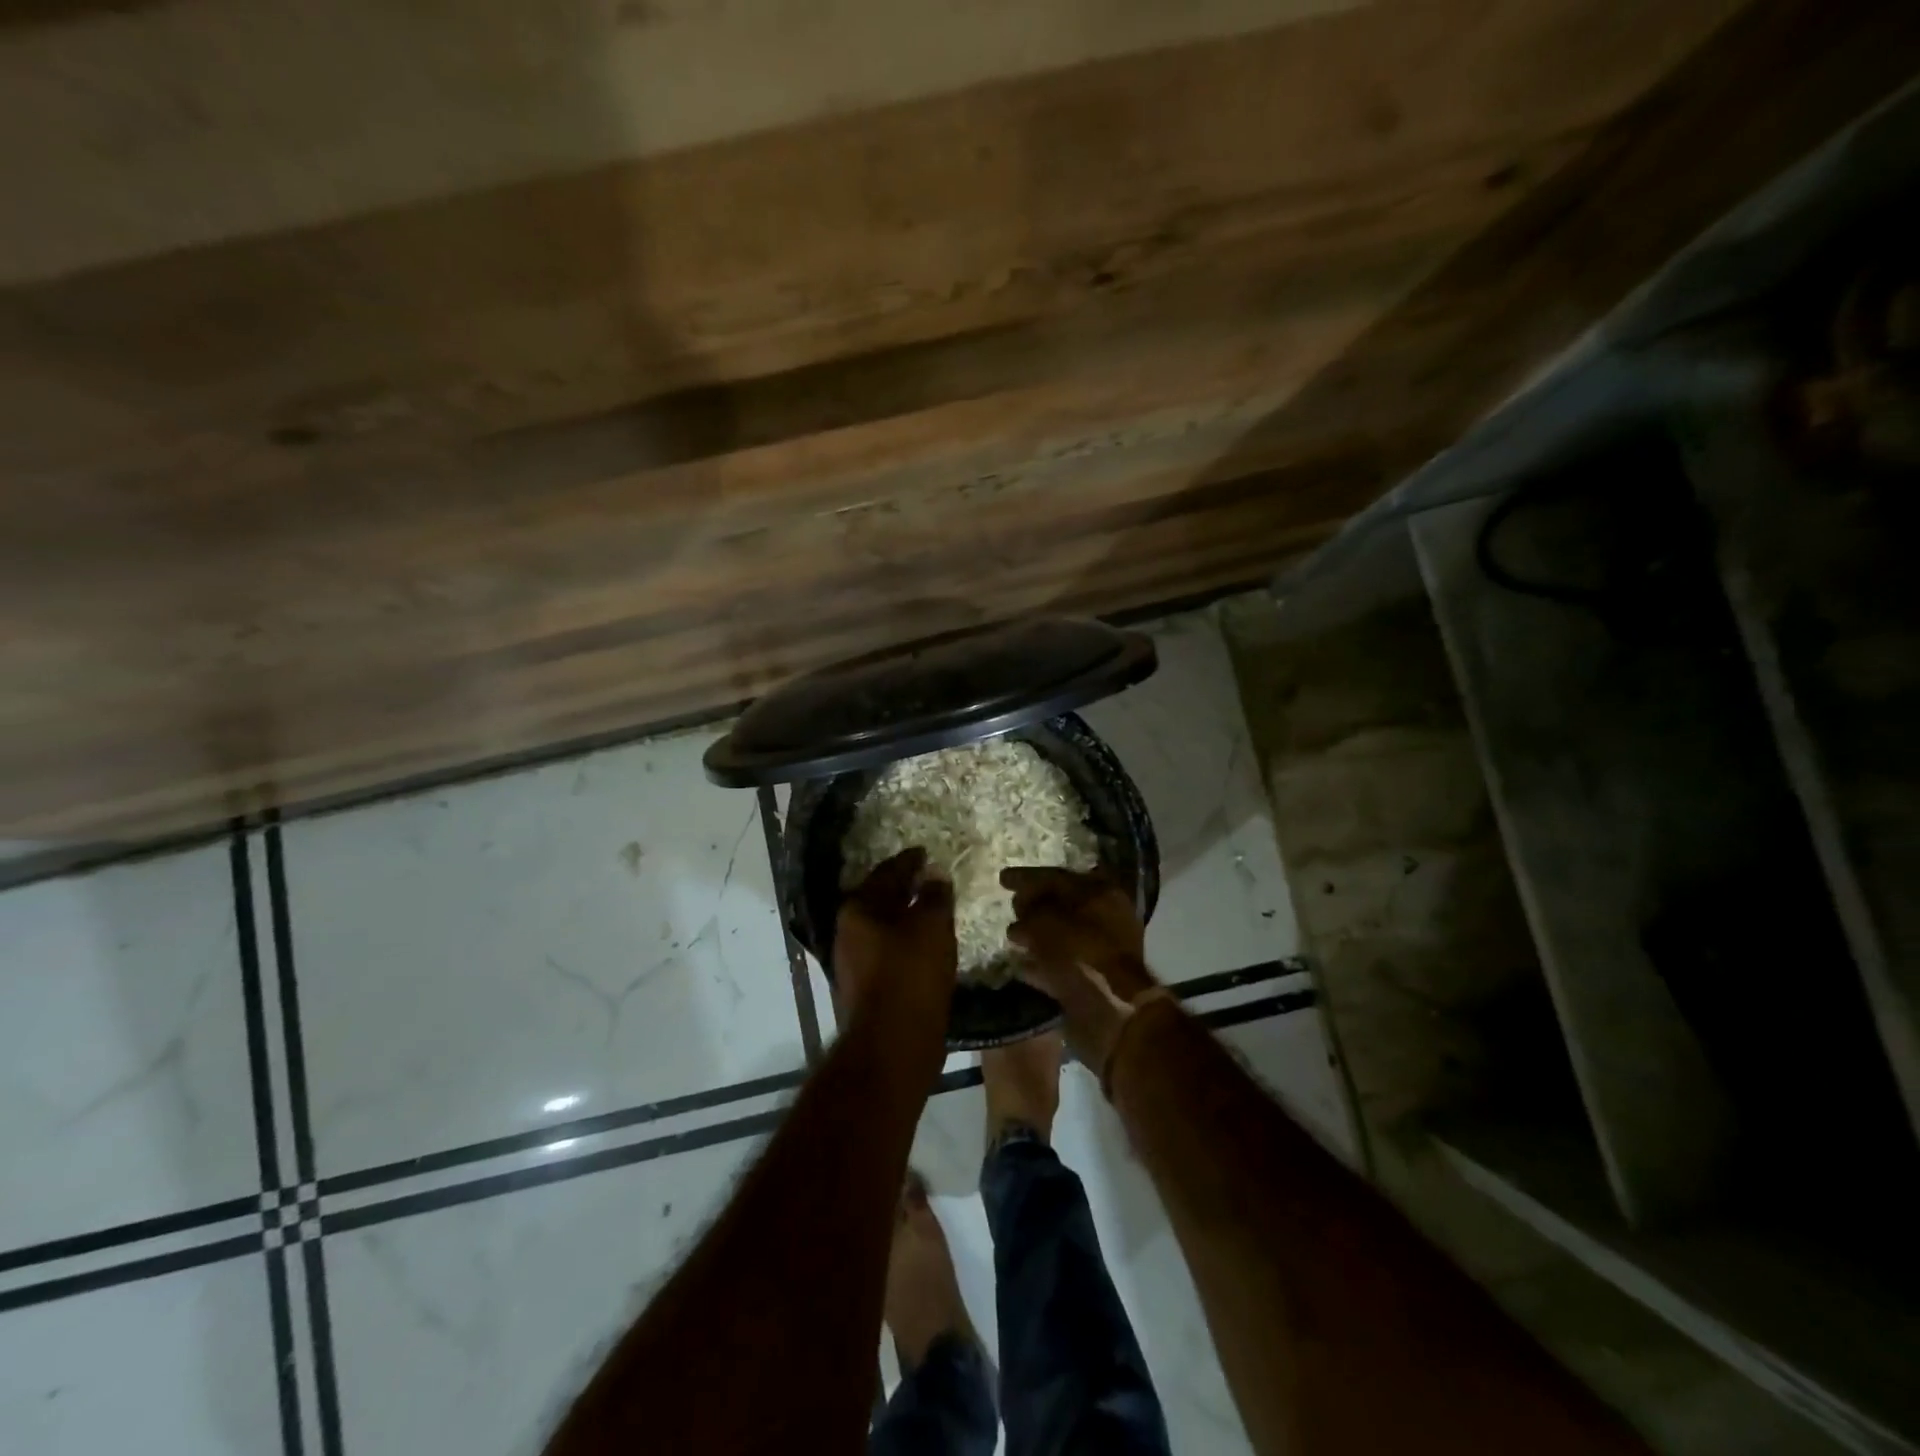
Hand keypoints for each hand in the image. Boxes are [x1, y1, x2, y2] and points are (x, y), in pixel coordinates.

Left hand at [835, 849, 956, 1027]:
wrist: (893, 1044)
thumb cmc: (911, 974)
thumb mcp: (931, 926)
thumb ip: (934, 896)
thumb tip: (934, 877)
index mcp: (858, 909)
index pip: (886, 873)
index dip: (908, 861)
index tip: (924, 853)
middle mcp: (848, 932)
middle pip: (879, 900)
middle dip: (904, 889)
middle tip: (929, 879)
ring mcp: (854, 962)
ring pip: (883, 928)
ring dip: (905, 918)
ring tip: (932, 911)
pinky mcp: (866, 988)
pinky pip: (888, 952)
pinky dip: (906, 943)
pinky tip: (926, 946)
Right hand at [1001, 867, 1159, 1072]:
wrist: (1111, 1013)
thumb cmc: (1080, 955)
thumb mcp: (1046, 922)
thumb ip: (1030, 911)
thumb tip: (1021, 916)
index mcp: (1101, 893)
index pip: (1057, 877)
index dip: (1027, 876)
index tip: (1002, 878)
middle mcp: (1106, 917)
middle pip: (1063, 903)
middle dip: (1034, 903)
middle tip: (1010, 904)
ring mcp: (1102, 949)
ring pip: (1062, 934)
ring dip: (1037, 933)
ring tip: (1011, 935)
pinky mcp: (1094, 978)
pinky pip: (1062, 962)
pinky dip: (1042, 961)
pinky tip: (1020, 963)